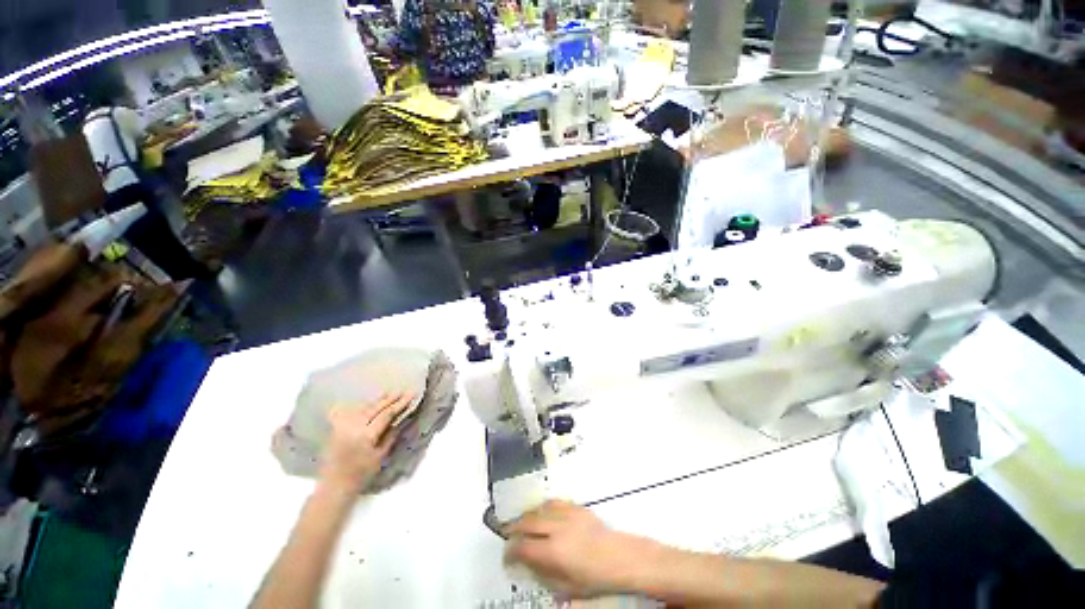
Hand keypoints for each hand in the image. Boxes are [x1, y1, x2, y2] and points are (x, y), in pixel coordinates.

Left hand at [319, 392, 413, 492]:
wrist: (333, 486)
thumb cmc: (361, 475)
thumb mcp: (380, 456)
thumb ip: (390, 436)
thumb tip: (401, 420)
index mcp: (366, 435)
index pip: (386, 414)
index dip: (400, 404)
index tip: (411, 395)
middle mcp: (353, 427)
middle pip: (375, 408)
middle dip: (390, 399)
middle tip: (402, 391)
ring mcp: (343, 426)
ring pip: (363, 408)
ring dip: (378, 400)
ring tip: (389, 392)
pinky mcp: (336, 429)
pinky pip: (352, 412)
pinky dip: (363, 405)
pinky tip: (368, 402)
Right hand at [505, 500, 651, 597]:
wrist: (619, 557)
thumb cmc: (594, 578)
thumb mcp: (567, 587)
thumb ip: (544, 574)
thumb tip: (528, 564)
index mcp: (554, 551)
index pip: (524, 547)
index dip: (511, 551)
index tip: (507, 555)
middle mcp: (557, 528)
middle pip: (528, 522)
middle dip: (515, 528)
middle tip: (508, 534)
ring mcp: (567, 514)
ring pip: (540, 509)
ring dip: (528, 515)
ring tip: (523, 522)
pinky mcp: (576, 507)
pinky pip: (555, 502)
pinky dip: (545, 507)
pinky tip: (543, 512)